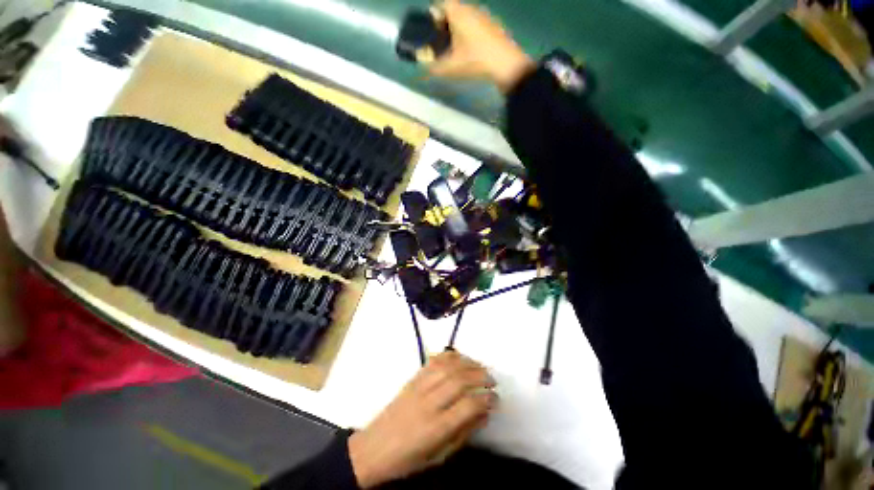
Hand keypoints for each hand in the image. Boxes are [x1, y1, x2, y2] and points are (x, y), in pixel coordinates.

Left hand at [348, 351, 497, 487]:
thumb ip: (464, 432)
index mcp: (435, 428)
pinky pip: (433, 361)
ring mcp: (419, 387)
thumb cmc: (409, 459)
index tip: (496, 399)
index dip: (486, 399)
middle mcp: (428, 402)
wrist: (374, 448)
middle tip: (492, 381)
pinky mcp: (413, 378)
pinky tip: (460, 358)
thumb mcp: (439, 456)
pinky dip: (449, 356)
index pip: (467, 406)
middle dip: (480, 376)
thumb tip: (485, 412)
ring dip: (468, 363)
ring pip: (447, 366)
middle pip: (459, 380)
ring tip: (480, 368)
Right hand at [429, 0, 535, 92]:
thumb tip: (423, 65)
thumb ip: (434, 66)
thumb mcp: (451, 67)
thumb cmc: (475, 61)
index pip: (441, 3)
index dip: (433, 15)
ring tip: (453, 48)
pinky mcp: (493, 25)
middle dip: (444, 23)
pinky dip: (469, 33)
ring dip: (457, 29)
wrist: (506, 65)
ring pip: (465, 17)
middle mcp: (471, 8)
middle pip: (453, 10)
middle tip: (439, 42)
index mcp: (458, 12)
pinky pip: (475, 24)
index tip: (429, 31)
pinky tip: (469, 50)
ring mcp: (484, 15)